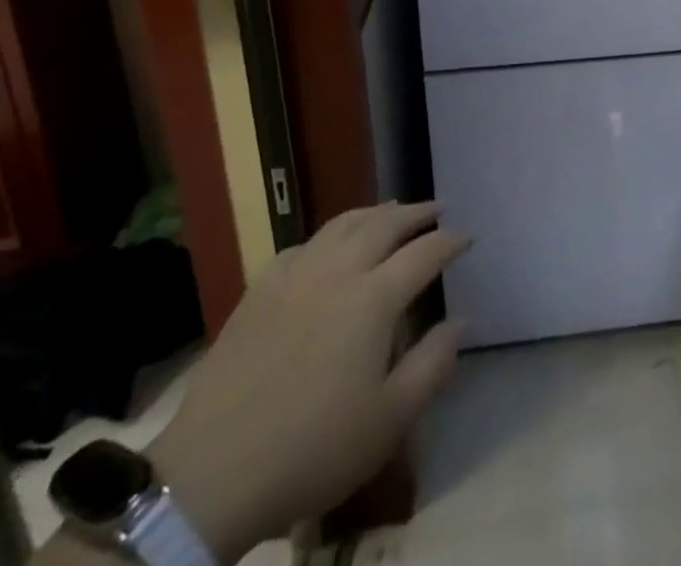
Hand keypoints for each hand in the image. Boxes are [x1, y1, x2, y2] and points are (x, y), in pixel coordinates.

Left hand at [148, 203, 468, 560]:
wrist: (213, 473)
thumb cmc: (313, 449)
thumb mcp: (389, 421)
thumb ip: (433, 365)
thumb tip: (460, 321)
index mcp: (374, 299)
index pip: (424, 254)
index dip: (450, 241)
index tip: (467, 237)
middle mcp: (338, 272)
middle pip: (384, 224)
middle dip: (416, 213)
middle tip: (436, 208)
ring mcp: (295, 276)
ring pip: (342, 224)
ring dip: (374, 212)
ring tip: (391, 209)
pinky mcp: (260, 290)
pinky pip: (301, 245)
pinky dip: (326, 236)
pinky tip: (327, 246)